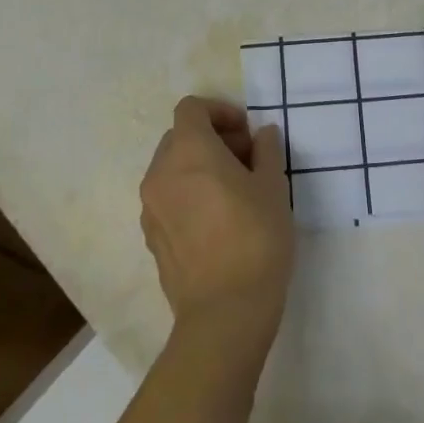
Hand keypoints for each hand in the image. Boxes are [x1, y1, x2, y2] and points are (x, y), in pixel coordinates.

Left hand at [140, 97, 293, 354]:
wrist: (225, 314)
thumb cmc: (255, 238)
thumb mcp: (273, 187)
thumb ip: (266, 151)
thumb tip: (262, 135)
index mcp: (189, 151)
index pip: (192, 108)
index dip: (220, 111)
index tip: (246, 132)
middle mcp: (160, 173)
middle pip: (180, 137)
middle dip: (212, 138)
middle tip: (246, 160)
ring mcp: (150, 208)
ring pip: (171, 169)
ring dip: (199, 167)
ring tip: (233, 192)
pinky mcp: (151, 238)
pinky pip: (167, 199)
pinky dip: (188, 194)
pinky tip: (217, 220)